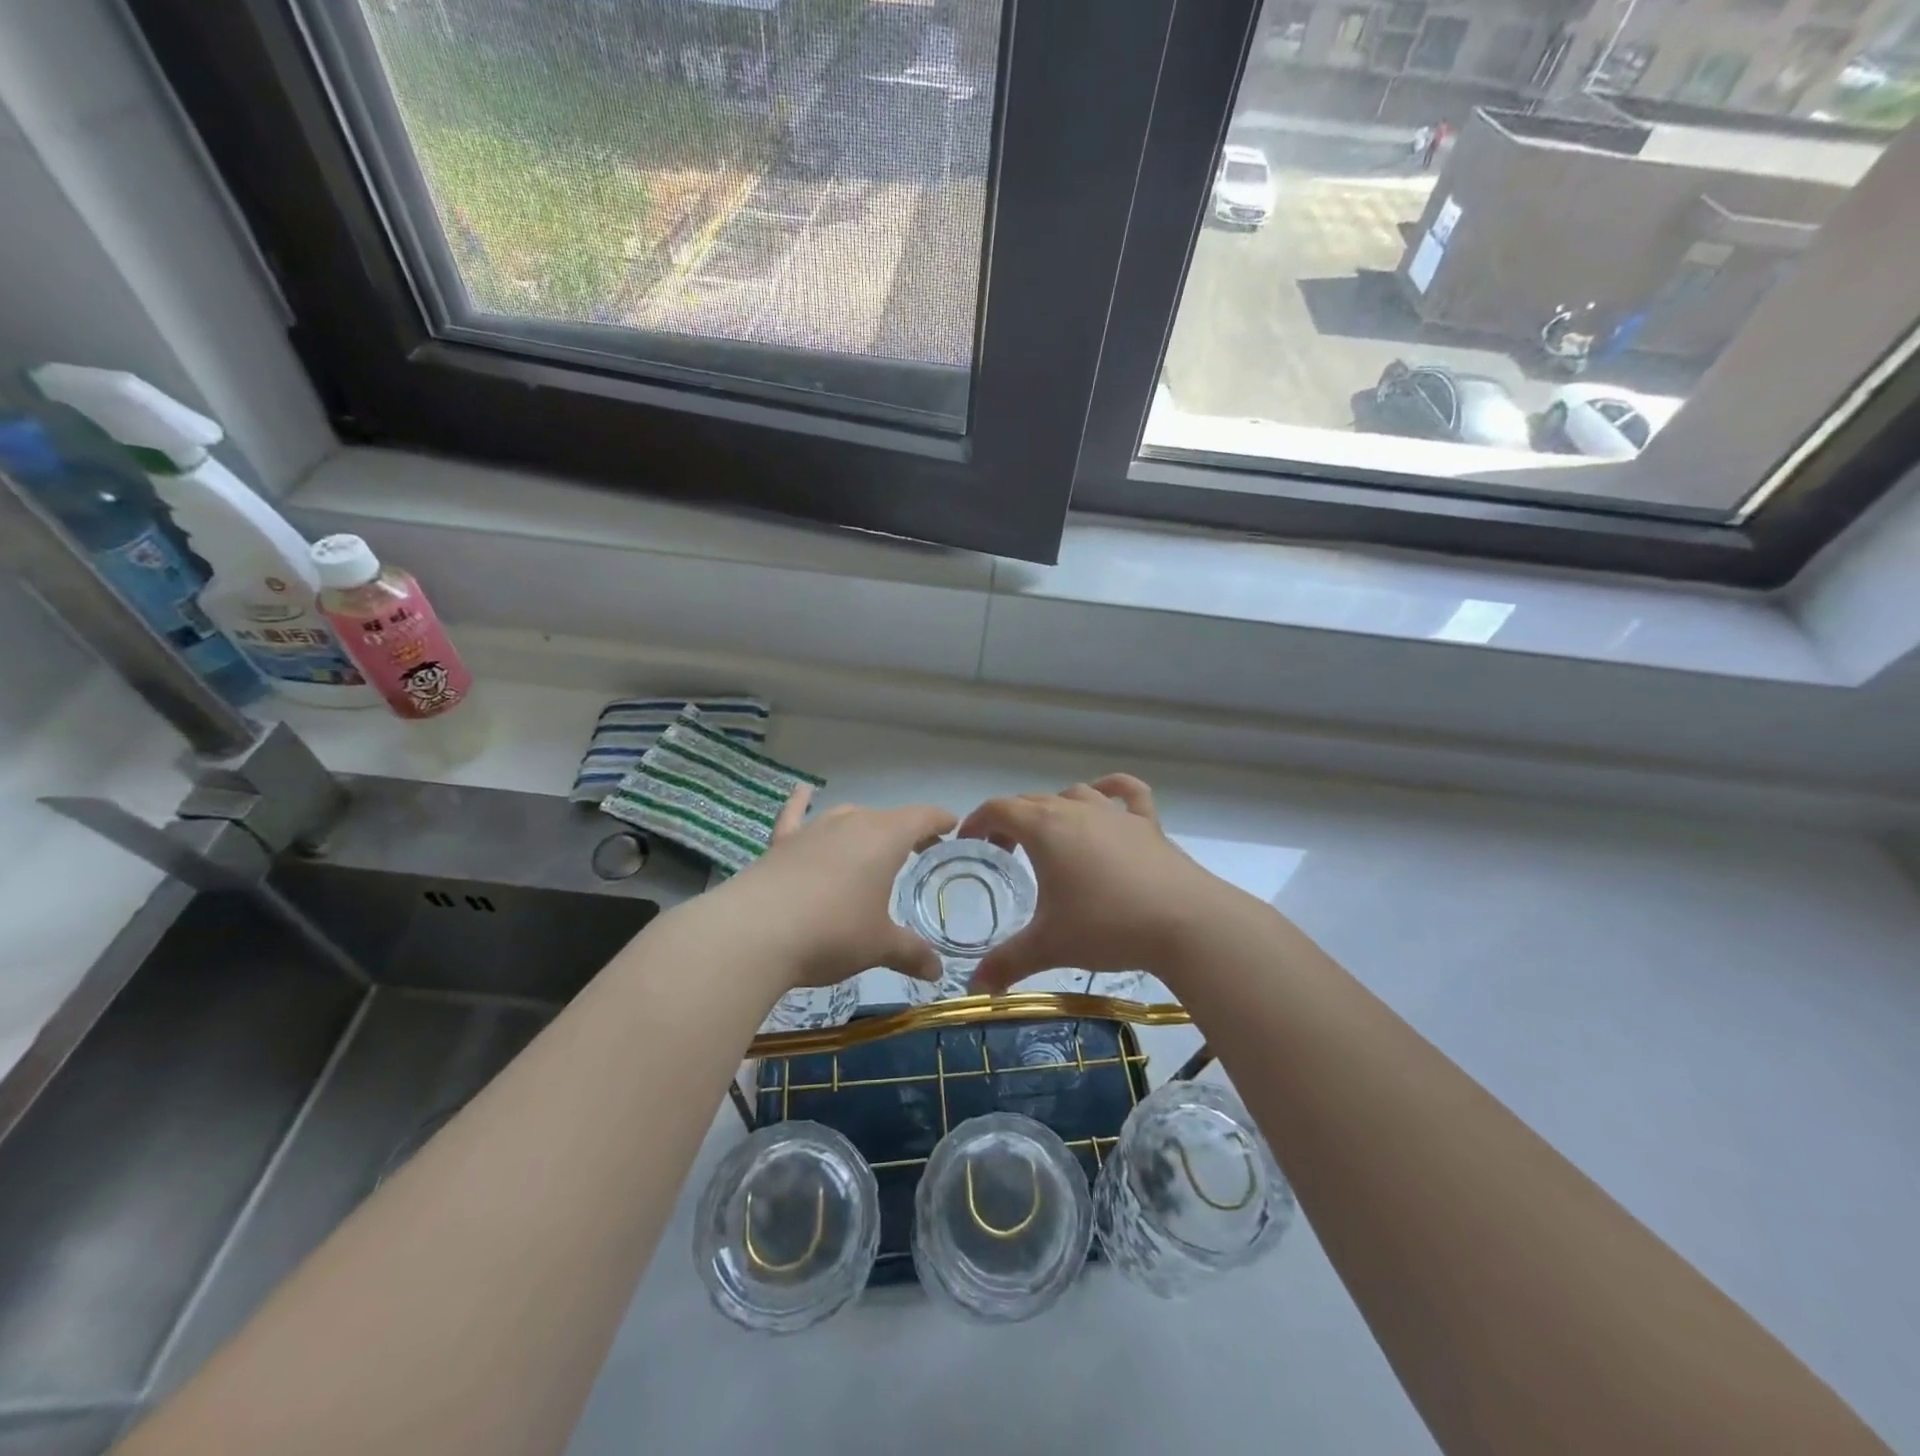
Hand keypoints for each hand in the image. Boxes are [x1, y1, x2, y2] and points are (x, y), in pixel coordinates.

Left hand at [717, 786, 956, 990]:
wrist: (755, 932)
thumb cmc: (832, 933)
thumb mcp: (879, 946)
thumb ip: (911, 953)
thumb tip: (937, 971)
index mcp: (884, 838)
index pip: (922, 817)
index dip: (940, 820)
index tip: (951, 826)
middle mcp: (851, 823)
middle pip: (886, 817)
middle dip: (905, 830)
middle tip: (917, 850)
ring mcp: (813, 830)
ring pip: (846, 816)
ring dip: (863, 826)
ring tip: (871, 842)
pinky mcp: (780, 843)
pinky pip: (795, 815)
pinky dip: (801, 802)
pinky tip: (804, 791)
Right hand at [956, 775, 1230, 992]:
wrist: (1185, 923)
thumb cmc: (1106, 927)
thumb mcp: (1049, 946)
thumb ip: (1006, 963)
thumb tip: (976, 989)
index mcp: (1044, 829)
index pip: (998, 809)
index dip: (977, 822)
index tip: (968, 843)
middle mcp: (1076, 810)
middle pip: (1031, 800)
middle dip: (1009, 820)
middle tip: (1003, 852)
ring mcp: (1114, 813)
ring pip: (1074, 794)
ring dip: (1054, 808)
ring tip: (1049, 835)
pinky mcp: (1147, 824)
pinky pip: (1127, 792)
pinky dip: (1111, 789)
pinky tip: (1105, 797)